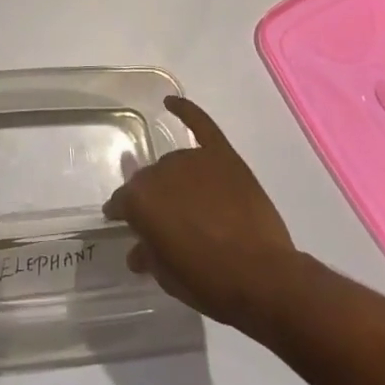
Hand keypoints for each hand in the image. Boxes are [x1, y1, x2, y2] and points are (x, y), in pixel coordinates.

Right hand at [103, 95, 297, 329]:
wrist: (262, 277)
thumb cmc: (208, 282)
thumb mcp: (167, 277)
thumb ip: (148, 255)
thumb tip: (138, 249)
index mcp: (140, 200)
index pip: (122, 202)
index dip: (122, 214)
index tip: (122, 222)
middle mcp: (161, 171)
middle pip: (150, 181)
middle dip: (152, 200)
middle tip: (165, 221)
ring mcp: (193, 159)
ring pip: (175, 163)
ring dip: (175, 180)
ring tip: (187, 202)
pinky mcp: (223, 156)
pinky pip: (201, 125)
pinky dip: (186, 110)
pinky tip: (170, 102)